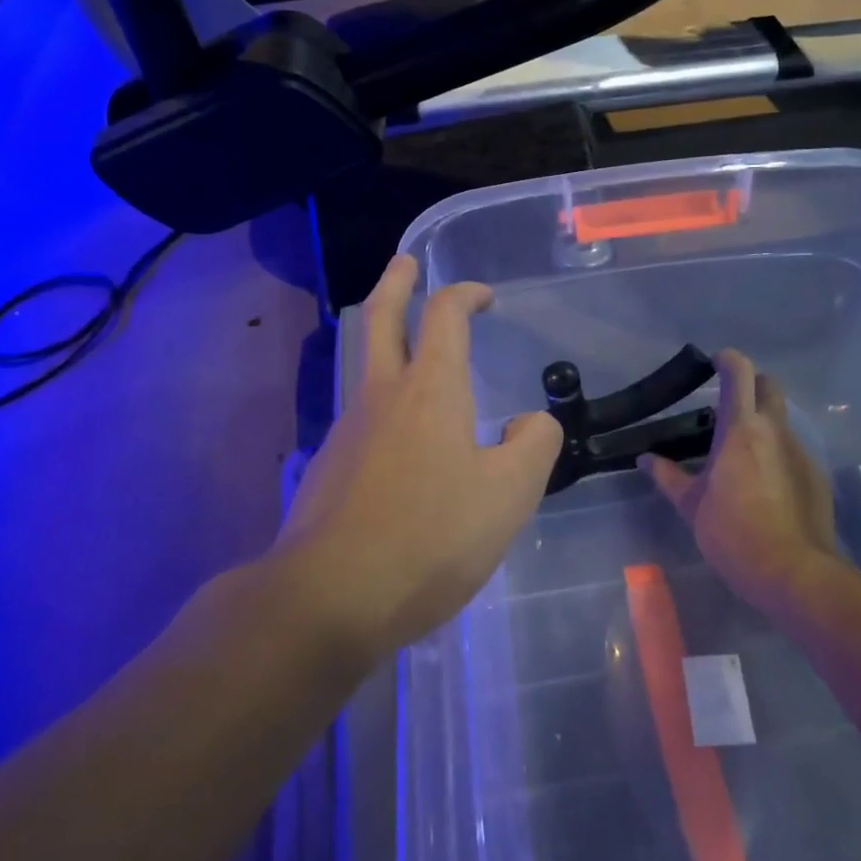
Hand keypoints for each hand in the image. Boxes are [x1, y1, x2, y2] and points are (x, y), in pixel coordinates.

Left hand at [276, 255, 561, 662]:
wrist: (330, 597)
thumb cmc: (430, 536)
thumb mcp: (509, 494)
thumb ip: (533, 445)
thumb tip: (528, 423)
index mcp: (430, 390)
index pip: (444, 316)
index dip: (464, 294)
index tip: (484, 296)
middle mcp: (381, 397)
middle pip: (381, 319)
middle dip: (396, 284)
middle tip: (405, 263)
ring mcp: (347, 432)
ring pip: (364, 368)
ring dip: (384, 342)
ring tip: (412, 356)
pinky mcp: (328, 470)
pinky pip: (361, 420)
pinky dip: (382, 407)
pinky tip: (401, 446)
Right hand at [642, 349, 841, 612]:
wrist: (793, 572)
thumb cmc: (732, 533)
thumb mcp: (691, 506)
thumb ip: (667, 477)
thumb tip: (645, 459)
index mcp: (739, 430)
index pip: (739, 373)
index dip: (727, 360)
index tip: (714, 363)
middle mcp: (774, 431)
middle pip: (769, 386)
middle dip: (752, 384)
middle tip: (729, 406)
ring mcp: (800, 452)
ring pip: (781, 421)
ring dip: (763, 424)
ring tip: (742, 456)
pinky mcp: (816, 475)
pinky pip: (793, 451)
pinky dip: (777, 455)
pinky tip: (766, 486)